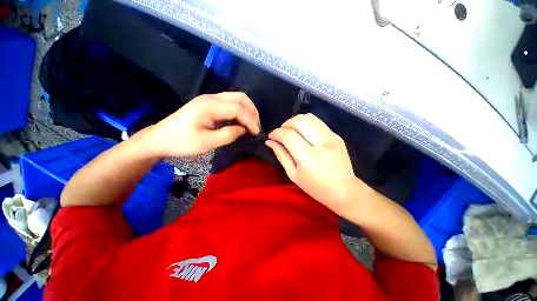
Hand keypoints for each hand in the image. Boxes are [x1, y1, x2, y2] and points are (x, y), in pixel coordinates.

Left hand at [146, 92, 259, 156]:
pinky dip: (240, 111)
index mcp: (210, 106)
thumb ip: (229, 134)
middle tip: (255, 127)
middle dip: (252, 112)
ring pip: (236, 98)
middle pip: (240, 97)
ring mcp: (210, 99)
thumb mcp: (207, 142)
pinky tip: (240, 122)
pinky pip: (230, 103)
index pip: (238, 109)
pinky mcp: (209, 103)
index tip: (256, 133)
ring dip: (247, 110)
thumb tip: (244, 130)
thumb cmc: (182, 142)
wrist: (160, 138)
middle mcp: (211, 98)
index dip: (251, 121)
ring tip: (251, 124)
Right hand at [266, 113, 360, 215]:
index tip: (271, 136)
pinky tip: (304, 135)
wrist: (344, 190)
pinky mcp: (337, 135)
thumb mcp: (293, 174)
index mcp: (308, 158)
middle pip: (300, 120)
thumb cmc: (315, 187)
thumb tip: (269, 141)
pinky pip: (317, 122)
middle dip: (286, 124)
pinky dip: (306, 125)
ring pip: (309, 117)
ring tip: (292, 132)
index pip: (288, 135)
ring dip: (296, 122)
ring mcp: (332, 137)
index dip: (276, 133)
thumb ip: (281, 155)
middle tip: (282, 133)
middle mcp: (321, 144)